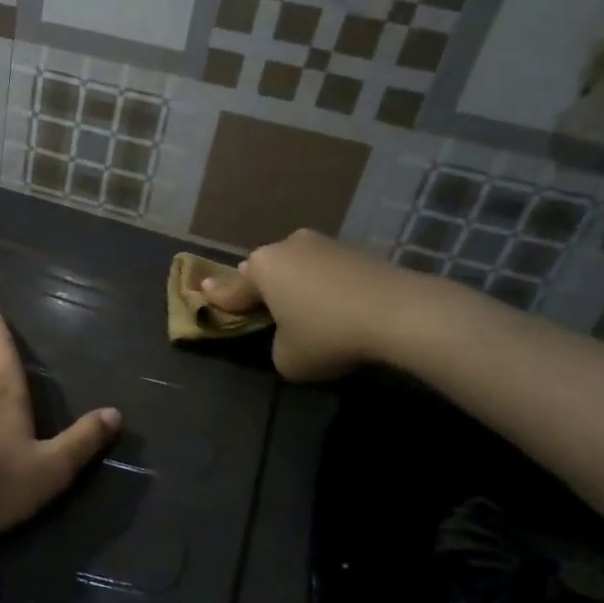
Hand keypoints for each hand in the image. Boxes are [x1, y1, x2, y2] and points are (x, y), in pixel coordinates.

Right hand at [199, 229, 450, 382]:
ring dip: (296, 285)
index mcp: (261, 267)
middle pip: (265, 270)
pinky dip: (324, 287)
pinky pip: (327, 271)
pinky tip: (335, 307)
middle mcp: (287, 247)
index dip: (218, 297)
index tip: (203, 291)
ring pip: (298, 267)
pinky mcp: (357, 252)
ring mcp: (325, 245)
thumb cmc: (328, 335)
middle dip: (261, 286)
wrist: (400, 313)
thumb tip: (288, 334)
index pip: (232, 288)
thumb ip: (275, 344)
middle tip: (259, 305)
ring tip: (302, 309)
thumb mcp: (286, 358)